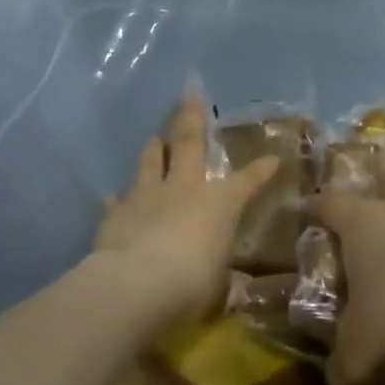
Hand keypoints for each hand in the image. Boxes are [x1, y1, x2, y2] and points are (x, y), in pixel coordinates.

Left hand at [94, 97, 277, 328]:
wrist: (136, 284)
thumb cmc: (191, 283)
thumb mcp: (217, 286)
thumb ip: (224, 280)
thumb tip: (234, 288)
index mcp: (219, 204)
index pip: (246, 182)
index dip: (260, 171)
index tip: (272, 158)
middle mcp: (184, 189)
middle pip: (188, 145)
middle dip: (192, 119)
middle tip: (190, 96)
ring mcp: (148, 196)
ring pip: (150, 162)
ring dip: (153, 149)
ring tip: (154, 137)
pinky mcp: (117, 212)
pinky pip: (118, 200)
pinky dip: (118, 198)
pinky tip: (112, 195)